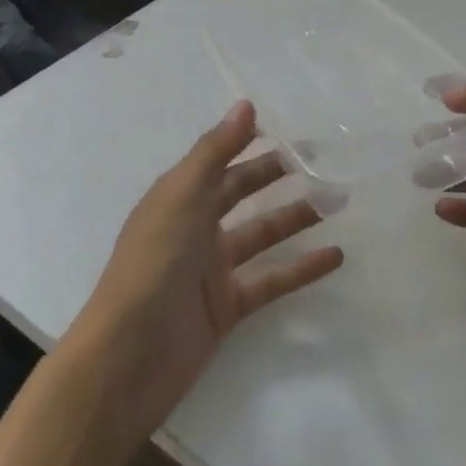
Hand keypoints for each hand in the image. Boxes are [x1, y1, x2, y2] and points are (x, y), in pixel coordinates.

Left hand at [70, 101, 343, 441]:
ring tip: (338, 200)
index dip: (248, 140)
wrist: (127, 360)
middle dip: (278, 174)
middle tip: (322, 159)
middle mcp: (196, 226)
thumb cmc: (152, 265)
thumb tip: (246, 104)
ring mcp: (212, 269)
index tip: (288, 126)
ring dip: (297, 217)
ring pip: (263, 233)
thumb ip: (215, 151)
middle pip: (243, 192)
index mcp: (179, 196)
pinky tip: (335, 256)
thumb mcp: (181, 197)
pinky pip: (272, 279)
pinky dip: (302, 268)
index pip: (219, 159)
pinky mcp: (227, 307)